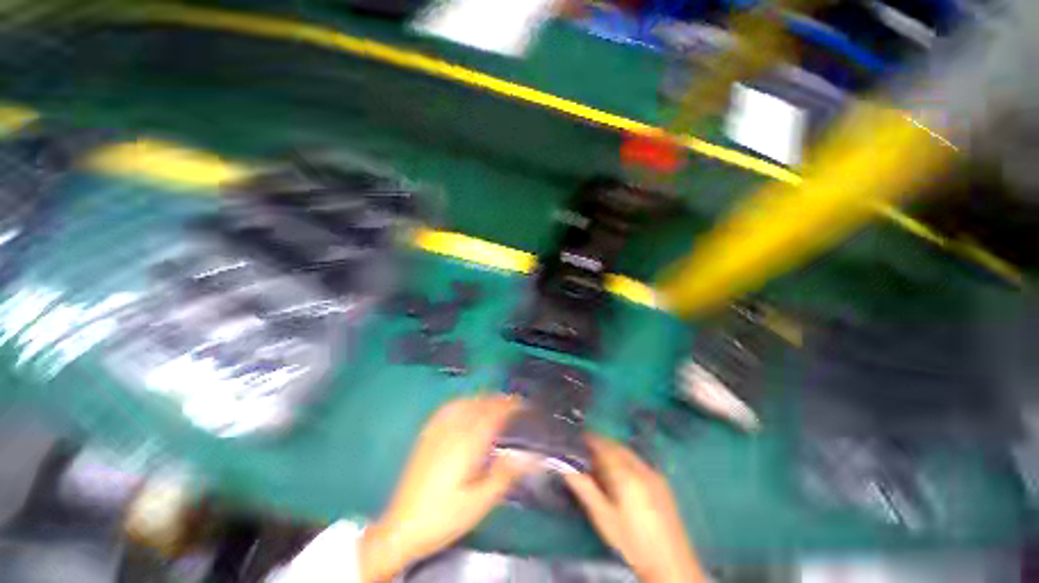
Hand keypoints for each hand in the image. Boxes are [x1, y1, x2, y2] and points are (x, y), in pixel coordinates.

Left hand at [359, 395, 530, 581]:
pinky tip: (465, 405)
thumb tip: (524, 457)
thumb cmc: (444, 517)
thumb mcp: (478, 505)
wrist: (402, 528)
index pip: (491, 415)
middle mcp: (452, 432)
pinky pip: (447, 409)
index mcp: (467, 446)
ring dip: (482, 398)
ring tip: (494, 401)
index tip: (521, 404)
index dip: (508, 406)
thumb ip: (502, 477)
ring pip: (463, 403)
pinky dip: (462, 402)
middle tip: (512, 403)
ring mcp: (437, 432)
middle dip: (497, 399)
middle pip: (478, 405)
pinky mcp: (426, 436)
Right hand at [564, 436, 705, 582]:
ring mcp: (655, 474)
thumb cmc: (632, 542)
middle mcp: (642, 468)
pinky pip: (639, 462)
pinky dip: (626, 460)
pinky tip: (621, 475)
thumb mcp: (603, 517)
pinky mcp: (663, 483)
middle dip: (602, 444)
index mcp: (626, 475)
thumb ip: (584, 489)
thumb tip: (565, 467)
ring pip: (629, 453)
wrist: (670, 565)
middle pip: (617, 446)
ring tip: (601, 463)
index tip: (578, 438)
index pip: (605, 447)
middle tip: (587, 452)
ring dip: (614, 451)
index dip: (591, 439)